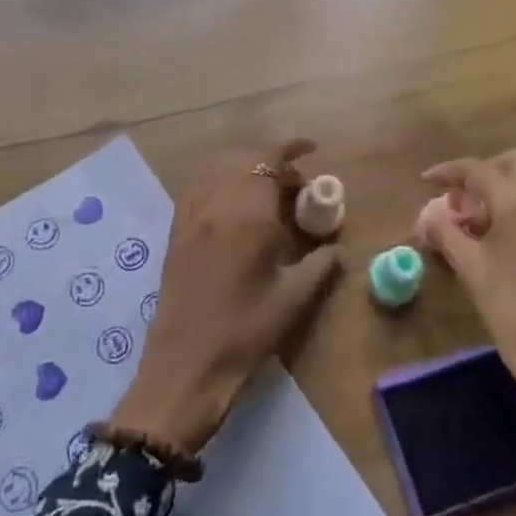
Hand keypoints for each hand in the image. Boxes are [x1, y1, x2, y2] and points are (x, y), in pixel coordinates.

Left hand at [108, 141, 342, 454]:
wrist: (185, 367)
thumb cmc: (245, 332)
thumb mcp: (294, 299)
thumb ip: (321, 264)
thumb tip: (339, 249)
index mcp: (247, 213)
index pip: (269, 160)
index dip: (291, 149)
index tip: (312, 150)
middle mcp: (216, 202)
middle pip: (244, 160)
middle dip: (272, 161)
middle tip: (296, 183)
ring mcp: (191, 214)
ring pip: (219, 170)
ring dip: (245, 168)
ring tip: (267, 190)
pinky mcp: (176, 230)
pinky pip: (200, 187)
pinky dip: (220, 181)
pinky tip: (233, 204)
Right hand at [416, 150, 515, 466]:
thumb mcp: (472, 272)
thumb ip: (446, 233)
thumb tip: (430, 215)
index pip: (478, 169)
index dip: (449, 172)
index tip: (428, 181)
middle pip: (514, 164)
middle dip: (483, 174)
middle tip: (460, 201)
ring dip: (507, 193)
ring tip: (482, 227)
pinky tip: (512, 246)